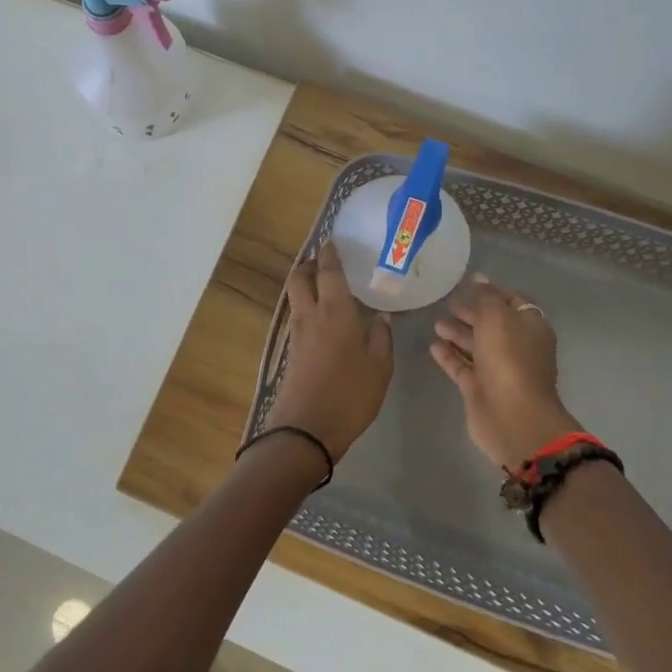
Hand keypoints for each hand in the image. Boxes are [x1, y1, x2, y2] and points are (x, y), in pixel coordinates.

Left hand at [265, 242, 394, 458]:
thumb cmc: (350, 394)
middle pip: (300, 279)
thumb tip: (381, 316)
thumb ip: (381, 338)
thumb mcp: (380, 367)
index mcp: (335, 311)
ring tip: (322, 285)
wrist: (306, 429)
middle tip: (323, 260)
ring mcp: (296, 334)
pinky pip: (297, 317)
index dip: (330, 255)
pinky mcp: (290, 352)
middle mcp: (310, 315)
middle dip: (309, 265)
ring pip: (295, 297)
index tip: (331, 241)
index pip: (329, 273)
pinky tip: (321, 317)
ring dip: (304, 285)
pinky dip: (305, 306)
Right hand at [430, 275, 580, 472]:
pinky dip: (449, 355)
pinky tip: (432, 345)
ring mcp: (498, 369)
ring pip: (475, 345)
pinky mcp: (479, 388)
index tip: (468, 282)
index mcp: (530, 327)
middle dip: (471, 312)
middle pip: (492, 323)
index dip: (492, 290)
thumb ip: (486, 296)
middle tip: (447, 303)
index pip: (513, 301)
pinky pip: (462, 366)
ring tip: (435, 322)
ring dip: (457, 333)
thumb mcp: (497, 317)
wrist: (512, 417)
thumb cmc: (509, 359)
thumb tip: (479, 277)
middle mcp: (516, 346)